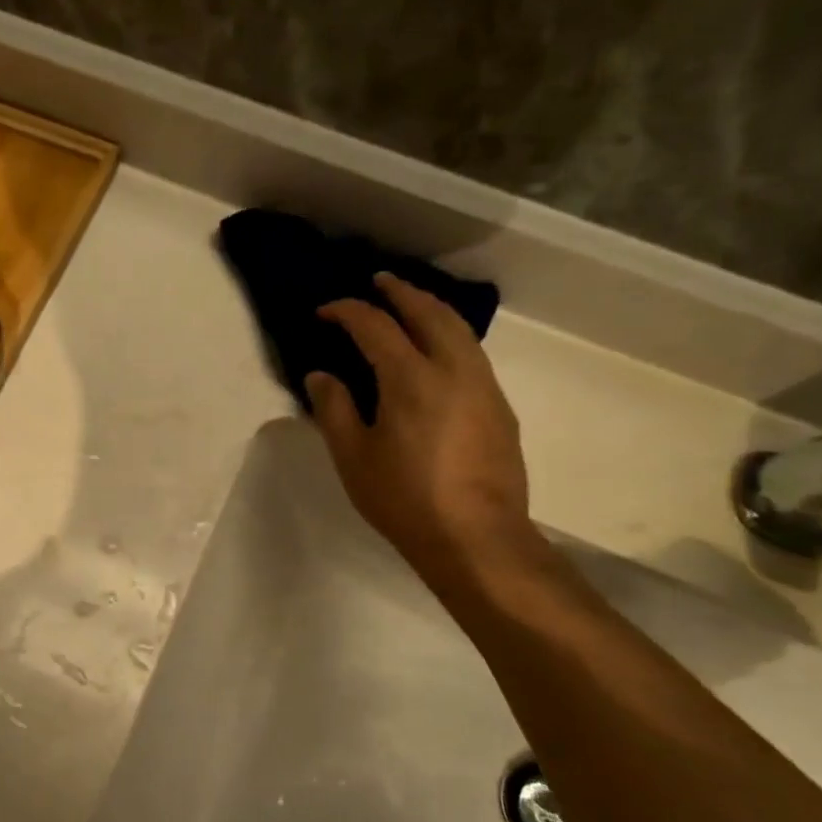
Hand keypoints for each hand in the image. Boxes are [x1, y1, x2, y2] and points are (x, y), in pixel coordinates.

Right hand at [305, 273, 534, 584]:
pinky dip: (450, 334)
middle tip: (378, 282)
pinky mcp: (500, 407)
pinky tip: (438, 350)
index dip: (347, 311)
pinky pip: (472, 352)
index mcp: (411, 379)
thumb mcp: (353, 458)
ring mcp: (483, 387)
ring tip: (410, 304)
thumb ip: (334, 409)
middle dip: (401, 292)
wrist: (477, 539)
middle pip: (429, 312)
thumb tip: (321, 375)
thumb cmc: (405, 499)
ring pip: (460, 329)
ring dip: (431, 308)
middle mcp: (453, 370)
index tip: (325, 311)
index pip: (375, 326)